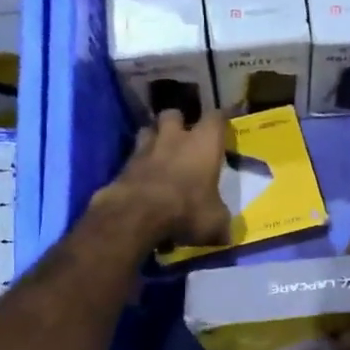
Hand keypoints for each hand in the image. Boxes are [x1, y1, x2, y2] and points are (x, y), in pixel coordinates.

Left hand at [96, 109, 231, 250]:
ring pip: (148, 130)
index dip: (222, 118)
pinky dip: (138, 165)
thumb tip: (226, 234)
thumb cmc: (187, 210)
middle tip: (183, 137)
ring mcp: (145, 148)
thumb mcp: (215, 223)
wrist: (137, 215)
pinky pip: (133, 157)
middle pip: (174, 114)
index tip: (225, 119)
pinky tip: (143, 179)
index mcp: (204, 143)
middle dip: (179, 122)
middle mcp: (174, 138)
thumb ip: (221, 223)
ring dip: (154, 138)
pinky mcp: (123, 165)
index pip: (216, 117)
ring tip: (159, 153)